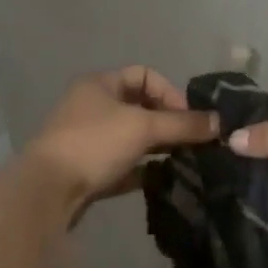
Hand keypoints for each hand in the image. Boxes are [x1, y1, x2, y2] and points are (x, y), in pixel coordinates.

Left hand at [22, 67, 217, 214]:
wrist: (46, 192)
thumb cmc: (94, 144)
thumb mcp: (144, 128)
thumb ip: (183, 124)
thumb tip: (220, 122)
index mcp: (100, 84)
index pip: (144, 75)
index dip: (170, 93)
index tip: (188, 118)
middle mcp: (91, 106)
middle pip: (139, 107)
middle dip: (168, 122)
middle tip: (192, 142)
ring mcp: (87, 139)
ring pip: (132, 137)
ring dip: (157, 147)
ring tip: (183, 161)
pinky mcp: (86, 170)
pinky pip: (122, 165)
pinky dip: (143, 170)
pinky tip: (163, 181)